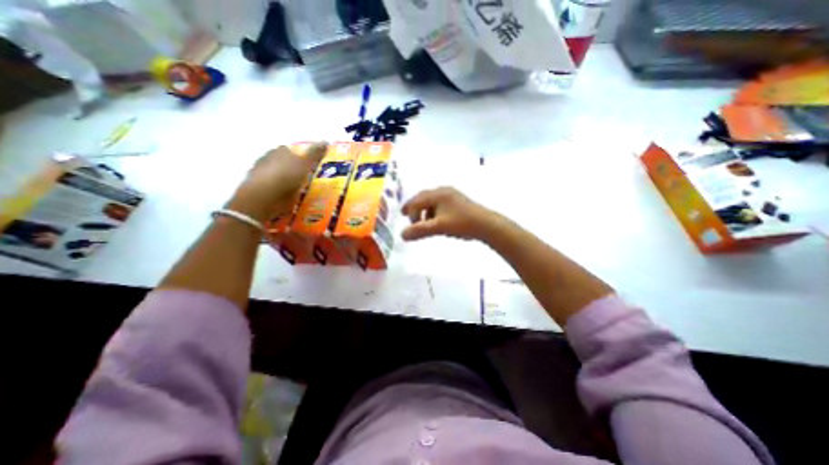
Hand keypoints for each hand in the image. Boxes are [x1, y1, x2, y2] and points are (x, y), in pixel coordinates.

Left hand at [229, 142, 330, 220]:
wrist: (265, 197)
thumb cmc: (286, 175)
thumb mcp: (305, 162)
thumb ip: (315, 153)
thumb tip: (325, 140)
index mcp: (279, 151)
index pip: (292, 151)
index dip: (303, 157)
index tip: (314, 165)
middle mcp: (270, 161)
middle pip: (287, 164)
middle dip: (298, 170)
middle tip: (313, 179)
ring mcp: (265, 177)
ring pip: (283, 178)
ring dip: (293, 183)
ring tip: (307, 191)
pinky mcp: (265, 192)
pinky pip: (280, 191)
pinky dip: (287, 194)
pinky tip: (296, 199)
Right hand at [403, 185, 498, 241]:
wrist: (486, 224)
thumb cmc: (461, 223)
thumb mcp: (438, 227)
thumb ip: (419, 230)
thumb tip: (402, 235)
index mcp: (438, 194)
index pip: (417, 200)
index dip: (408, 208)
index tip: (402, 217)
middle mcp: (444, 191)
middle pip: (424, 198)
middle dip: (415, 208)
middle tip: (408, 216)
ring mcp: (452, 195)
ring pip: (433, 201)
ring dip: (425, 211)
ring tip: (424, 223)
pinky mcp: (458, 202)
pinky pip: (440, 204)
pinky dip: (434, 212)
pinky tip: (437, 221)